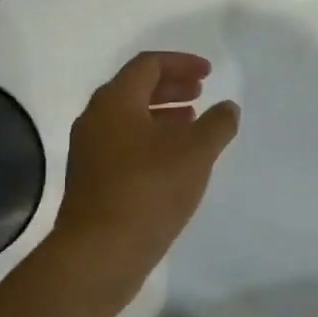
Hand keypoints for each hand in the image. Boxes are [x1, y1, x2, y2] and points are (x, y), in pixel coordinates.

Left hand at [54, 51, 239, 275]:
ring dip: (162, 114)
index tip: (208, 74)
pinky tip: (173, 160)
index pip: (148, 65)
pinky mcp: (92, 180)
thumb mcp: (195, 153)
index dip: (181, 63)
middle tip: (200, 93)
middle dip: (171, 87)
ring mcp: (90, 151)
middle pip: (135, 89)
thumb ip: (217, 124)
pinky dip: (150, 140)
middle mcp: (96, 120)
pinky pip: (124, 144)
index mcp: (115, 102)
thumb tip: (227, 108)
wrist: (100, 253)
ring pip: (129, 119)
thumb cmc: (149, 190)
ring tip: (191, 123)